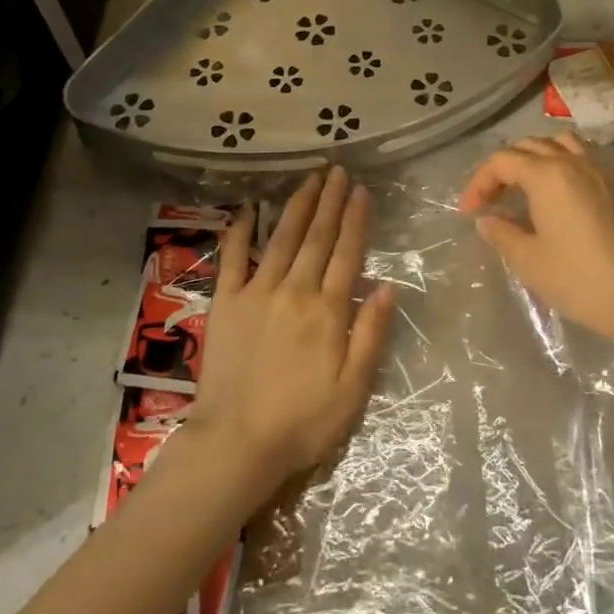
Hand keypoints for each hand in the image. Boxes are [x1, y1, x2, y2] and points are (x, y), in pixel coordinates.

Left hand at [186, 167, 393, 494]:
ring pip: (283, 238)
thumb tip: (387, 288)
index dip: (356, 219)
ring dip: (298, 206)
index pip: (347, 253)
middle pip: (317, 237)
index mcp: (327, 310)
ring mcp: (257, 292)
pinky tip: (250, 209)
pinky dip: (242, 231)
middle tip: (338, 170)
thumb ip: (370, 335)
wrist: (237, 443)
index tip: (361, 190)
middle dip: (330, 200)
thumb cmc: (303, 422)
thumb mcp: (353, 389)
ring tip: (310, 178)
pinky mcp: (226, 302)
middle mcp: (294, 290)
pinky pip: (234, 258)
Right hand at [459, 134, 613, 347]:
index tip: (469, 211)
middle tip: (491, 199)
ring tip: (523, 183)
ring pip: (558, 142)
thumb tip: (487, 220)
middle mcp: (572, 162)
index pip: (502, 161)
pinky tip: (554, 191)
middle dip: (502, 167)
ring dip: (534, 155)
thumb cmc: (575, 278)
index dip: (480, 182)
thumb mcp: (527, 258)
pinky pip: (580, 155)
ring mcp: (597, 171)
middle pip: (528, 145)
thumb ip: (501, 232)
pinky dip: (560, 161)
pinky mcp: (612, 187)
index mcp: (547, 175)